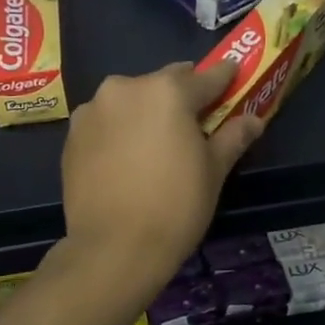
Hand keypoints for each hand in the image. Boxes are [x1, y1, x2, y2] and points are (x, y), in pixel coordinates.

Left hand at [62, 61, 263, 284]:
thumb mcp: (213, 171)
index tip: (233, 76)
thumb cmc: (175, 206)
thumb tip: (253, 119)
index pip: (205, 77)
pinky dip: (118, 130)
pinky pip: (105, 122)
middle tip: (193, 120)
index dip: (223, 79)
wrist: (113, 248)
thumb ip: (232, 137)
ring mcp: (92, 110)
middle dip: (180, 96)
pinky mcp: (72, 135)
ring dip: (145, 111)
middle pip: (163, 84)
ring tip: (154, 143)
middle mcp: (125, 88)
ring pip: (129, 100)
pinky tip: (126, 158)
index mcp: (167, 91)